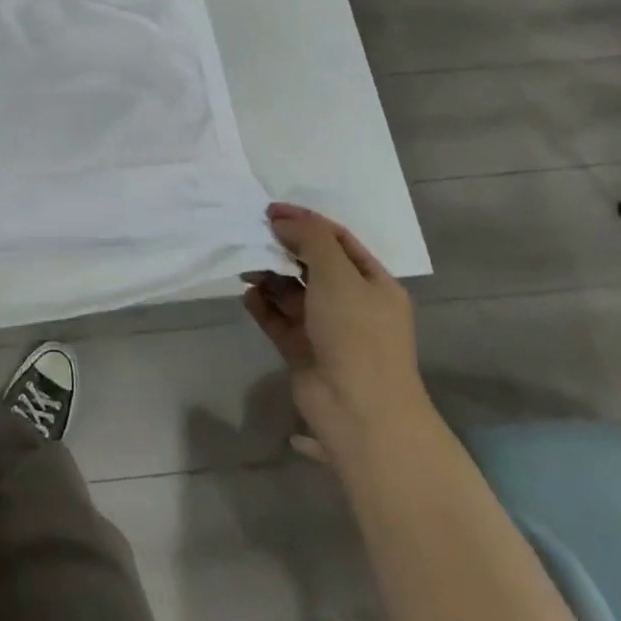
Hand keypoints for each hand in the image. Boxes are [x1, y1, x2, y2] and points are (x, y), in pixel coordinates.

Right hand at [243, 204, 431, 458]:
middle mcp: (352, 303)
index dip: (306, 221)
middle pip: (313, 264)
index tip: (270, 210)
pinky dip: (263, 305)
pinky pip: (278, 318)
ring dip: (270, 276)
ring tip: (247, 268)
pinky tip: (248, 295)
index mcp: (373, 283)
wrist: (359, 410)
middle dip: (284, 248)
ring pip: (293, 291)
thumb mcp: (337, 274)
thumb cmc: (356, 333)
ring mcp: (327, 328)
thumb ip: (310, 239)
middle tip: (253, 236)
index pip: (338, 240)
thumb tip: (282, 221)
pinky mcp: (303, 349)